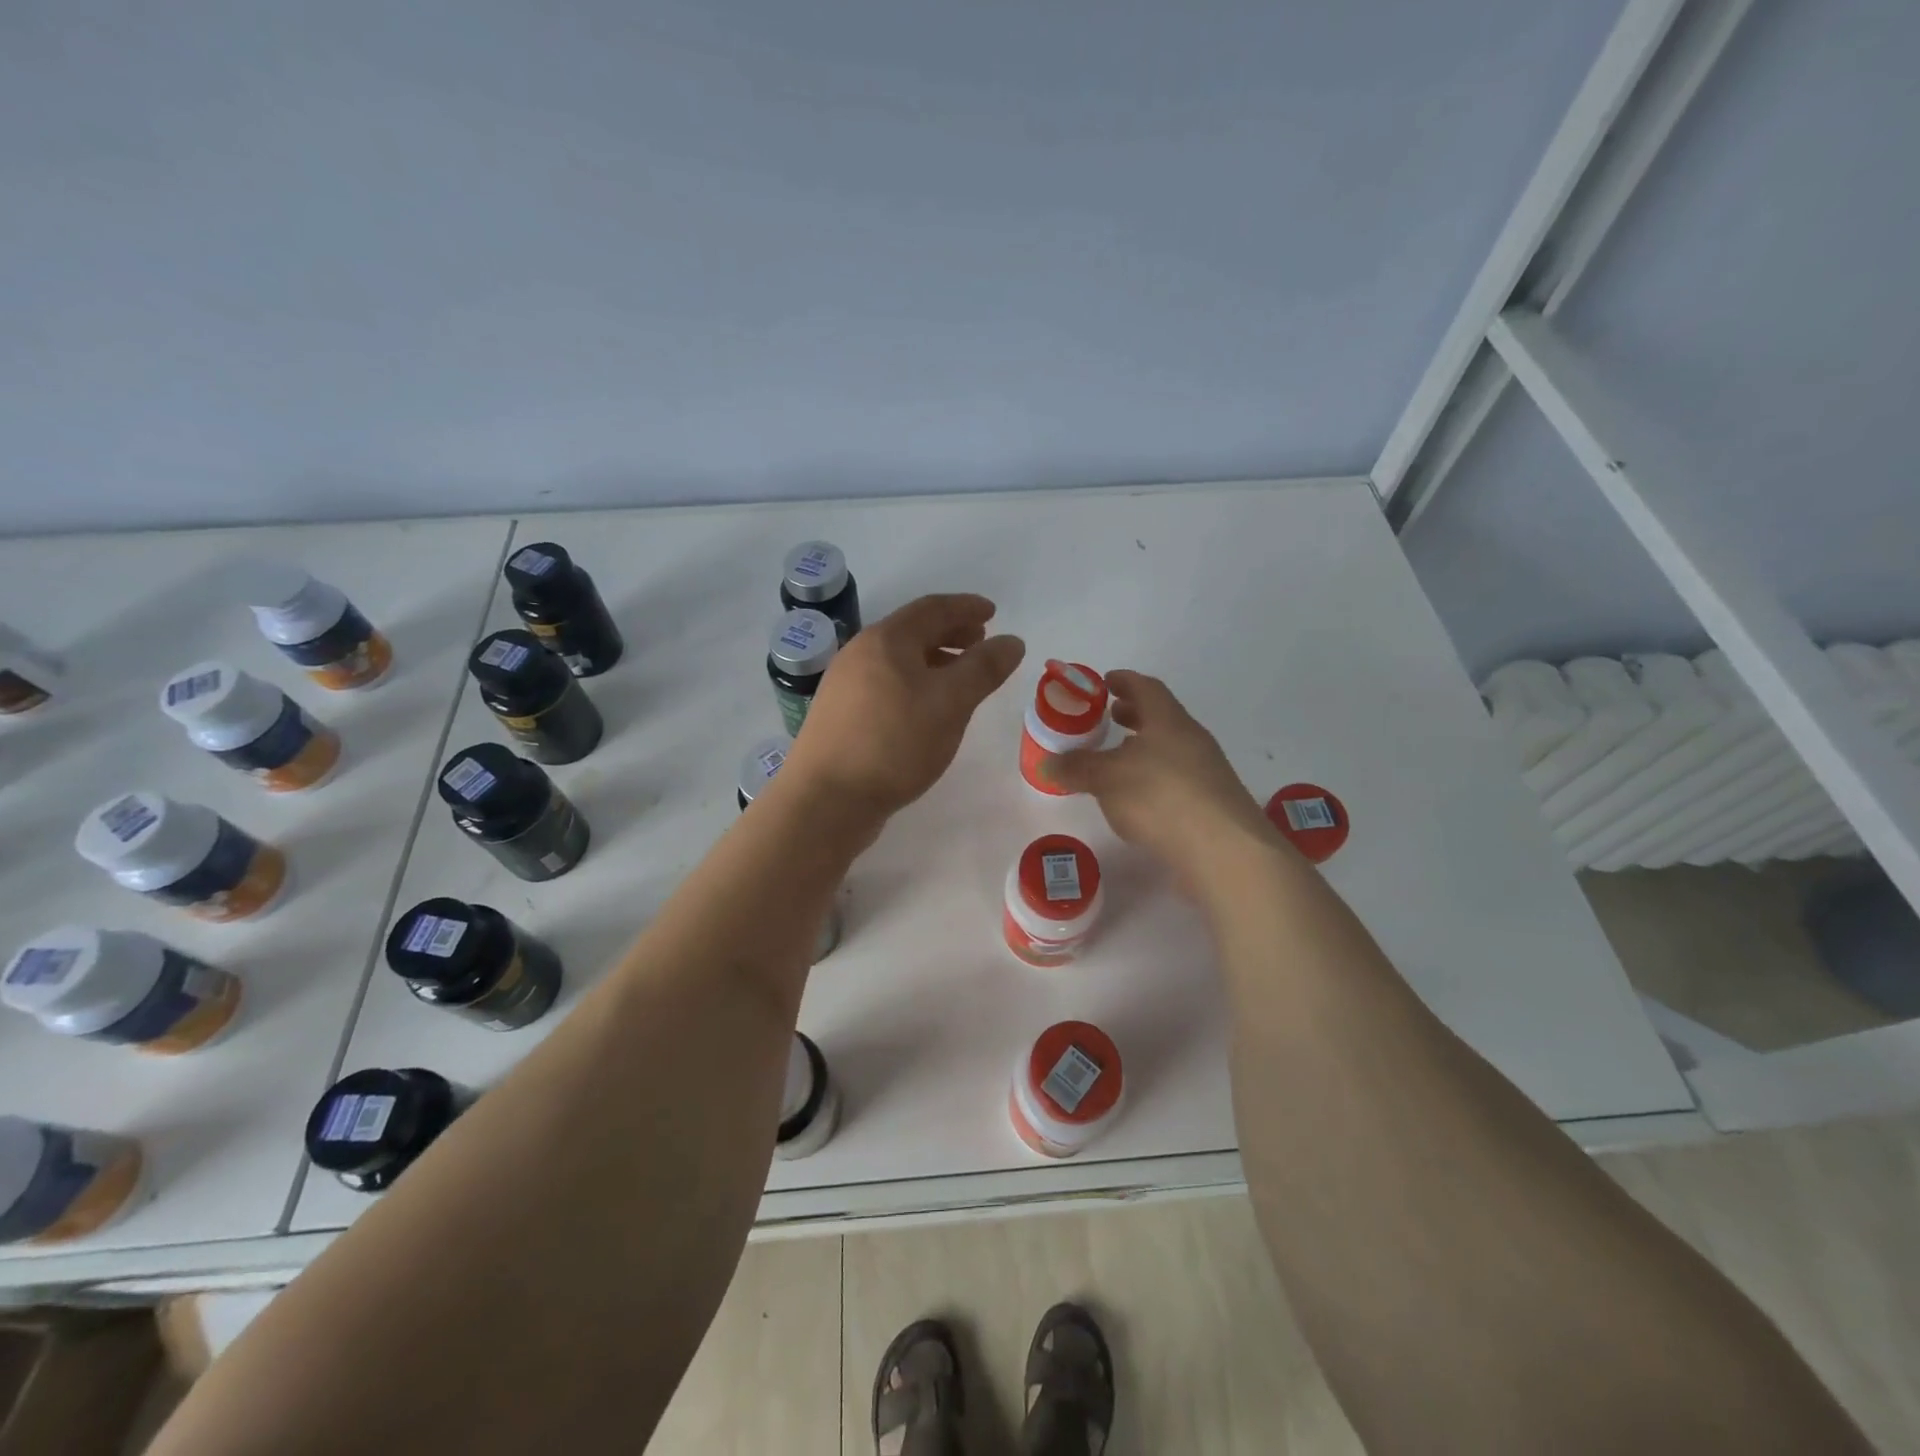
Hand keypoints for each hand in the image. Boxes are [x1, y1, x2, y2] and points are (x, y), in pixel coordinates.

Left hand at [784, 594, 1025, 819]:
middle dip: (949, 632)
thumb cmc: (894, 743)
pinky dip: (913, 684)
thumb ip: (984, 668)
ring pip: (897, 660)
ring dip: (932, 660)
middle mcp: (860, 653)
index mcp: (886, 640)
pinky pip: (885, 685)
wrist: (826, 800)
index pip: (933, 608)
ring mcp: (844, 685)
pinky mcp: (840, 716)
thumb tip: (1011, 641)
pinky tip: (924, 710)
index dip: (966, 607)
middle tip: (979, 642)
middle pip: (912, 631)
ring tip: (958, 677)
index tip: (992, 612)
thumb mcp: (951, 703)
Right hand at [1044, 670, 1276, 874]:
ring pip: (1169, 749)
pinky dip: (1153, 777)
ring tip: (1116, 760)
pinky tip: (1137, 799)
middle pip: (1161, 717)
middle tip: (1108, 718)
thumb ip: (1077, 767)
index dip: (1124, 681)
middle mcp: (1192, 739)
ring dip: (1143, 748)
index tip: (1104, 682)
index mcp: (1169, 721)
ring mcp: (1206, 772)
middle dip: (1133, 714)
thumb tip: (1048, 763)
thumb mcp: (1106, 778)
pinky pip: (1175, 778)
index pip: (1147, 688)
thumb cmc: (1160, 797)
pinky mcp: (1210, 804)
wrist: (1223, 850)